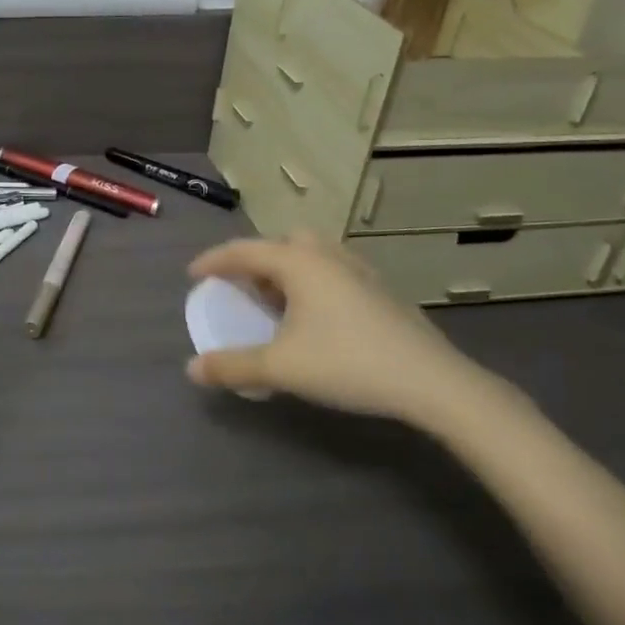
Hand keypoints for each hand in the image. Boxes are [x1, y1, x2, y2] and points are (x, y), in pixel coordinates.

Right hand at [186, 231, 495, 424]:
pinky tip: (317, 316)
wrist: (432, 382)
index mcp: (298, 262)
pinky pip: (333, 271)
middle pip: (281, 242)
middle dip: (256, 260)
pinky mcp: (381, 290)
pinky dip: (312, 282)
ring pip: (312, 255)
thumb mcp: (281, 368)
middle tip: (243, 286)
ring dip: (287, 270)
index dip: (214, 261)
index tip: (193, 275)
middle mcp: (327, 255)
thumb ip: (232, 366)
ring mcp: (360, 270)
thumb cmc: (348, 364)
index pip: (244, 250)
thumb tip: (191, 370)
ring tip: (277, 301)